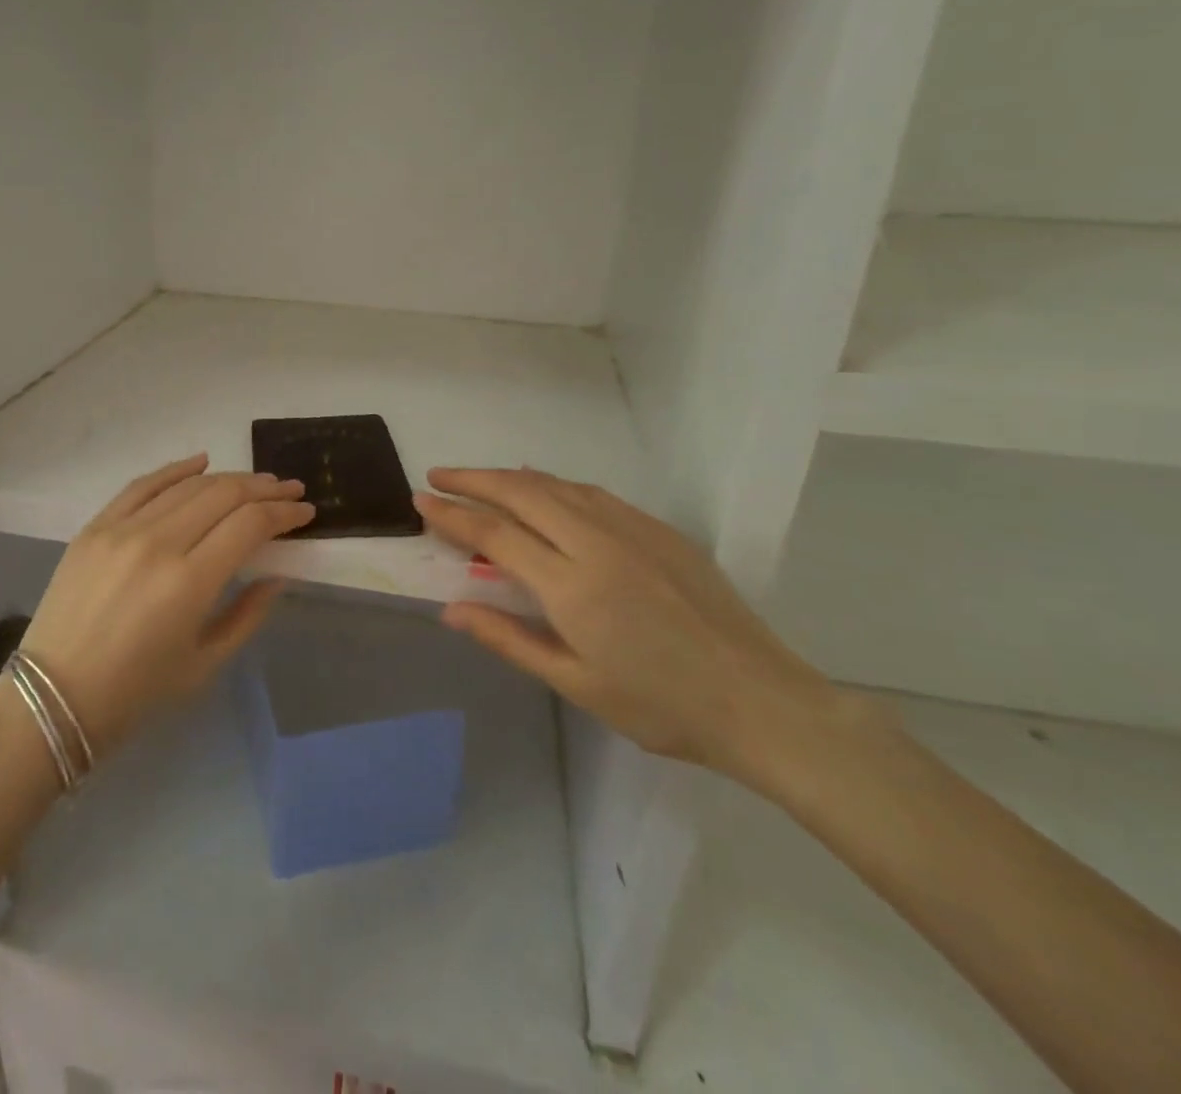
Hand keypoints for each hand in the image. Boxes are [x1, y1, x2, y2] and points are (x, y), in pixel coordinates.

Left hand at [17, 454, 314, 752]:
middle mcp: (158, 543)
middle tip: (291, 489)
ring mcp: (122, 529)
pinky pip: (143, 484)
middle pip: (224, 496)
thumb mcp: (204, 663)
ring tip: (257, 481)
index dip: (284, 513)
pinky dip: (176, 469)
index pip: (249, 525)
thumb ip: (248, 614)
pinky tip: (202, 461)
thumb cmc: (135, 693)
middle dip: (265, 489)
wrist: (51, 698)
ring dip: (230, 478)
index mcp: (189, 582)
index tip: (305, 511)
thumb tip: (277, 575)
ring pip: (189, 485)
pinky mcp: (95, 527)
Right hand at [415, 468, 850, 780]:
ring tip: (481, 478)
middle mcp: (597, 543)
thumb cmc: (660, 705)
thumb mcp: (575, 682)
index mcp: (571, 585)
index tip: (421, 500)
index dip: (453, 514)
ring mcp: (632, 529)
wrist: (759, 700)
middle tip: (438, 475)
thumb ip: (508, 638)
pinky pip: (592, 494)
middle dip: (473, 479)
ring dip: (511, 476)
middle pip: (521, 492)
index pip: (495, 534)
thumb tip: (450, 609)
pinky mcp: (658, 529)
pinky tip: (545, 489)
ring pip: (557, 486)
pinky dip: (555, 485)